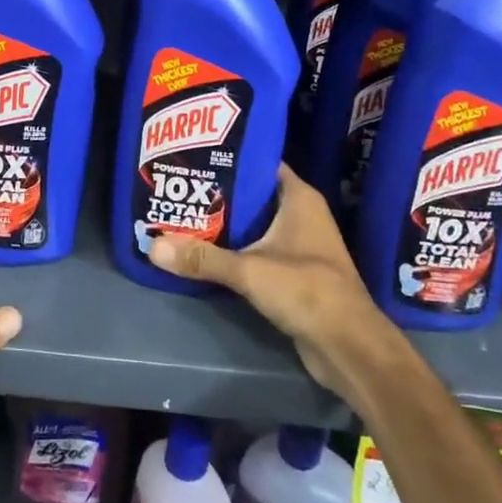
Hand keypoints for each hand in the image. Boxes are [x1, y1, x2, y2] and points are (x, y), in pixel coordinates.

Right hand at [148, 165, 406, 413]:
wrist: (349, 347)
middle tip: (180, 186)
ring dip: (225, 224)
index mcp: (299, 198)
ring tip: (184, 214)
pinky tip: (205, 251)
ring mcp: (300, 244)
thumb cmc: (307, 291)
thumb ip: (202, 258)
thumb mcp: (249, 271)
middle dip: (219, 193)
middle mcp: (301, 214)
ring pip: (255, 225)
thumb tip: (152, 245)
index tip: (195, 155)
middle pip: (254, 194)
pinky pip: (258, 250)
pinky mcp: (294, 273)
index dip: (230, 157)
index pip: (261, 162)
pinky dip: (236, 249)